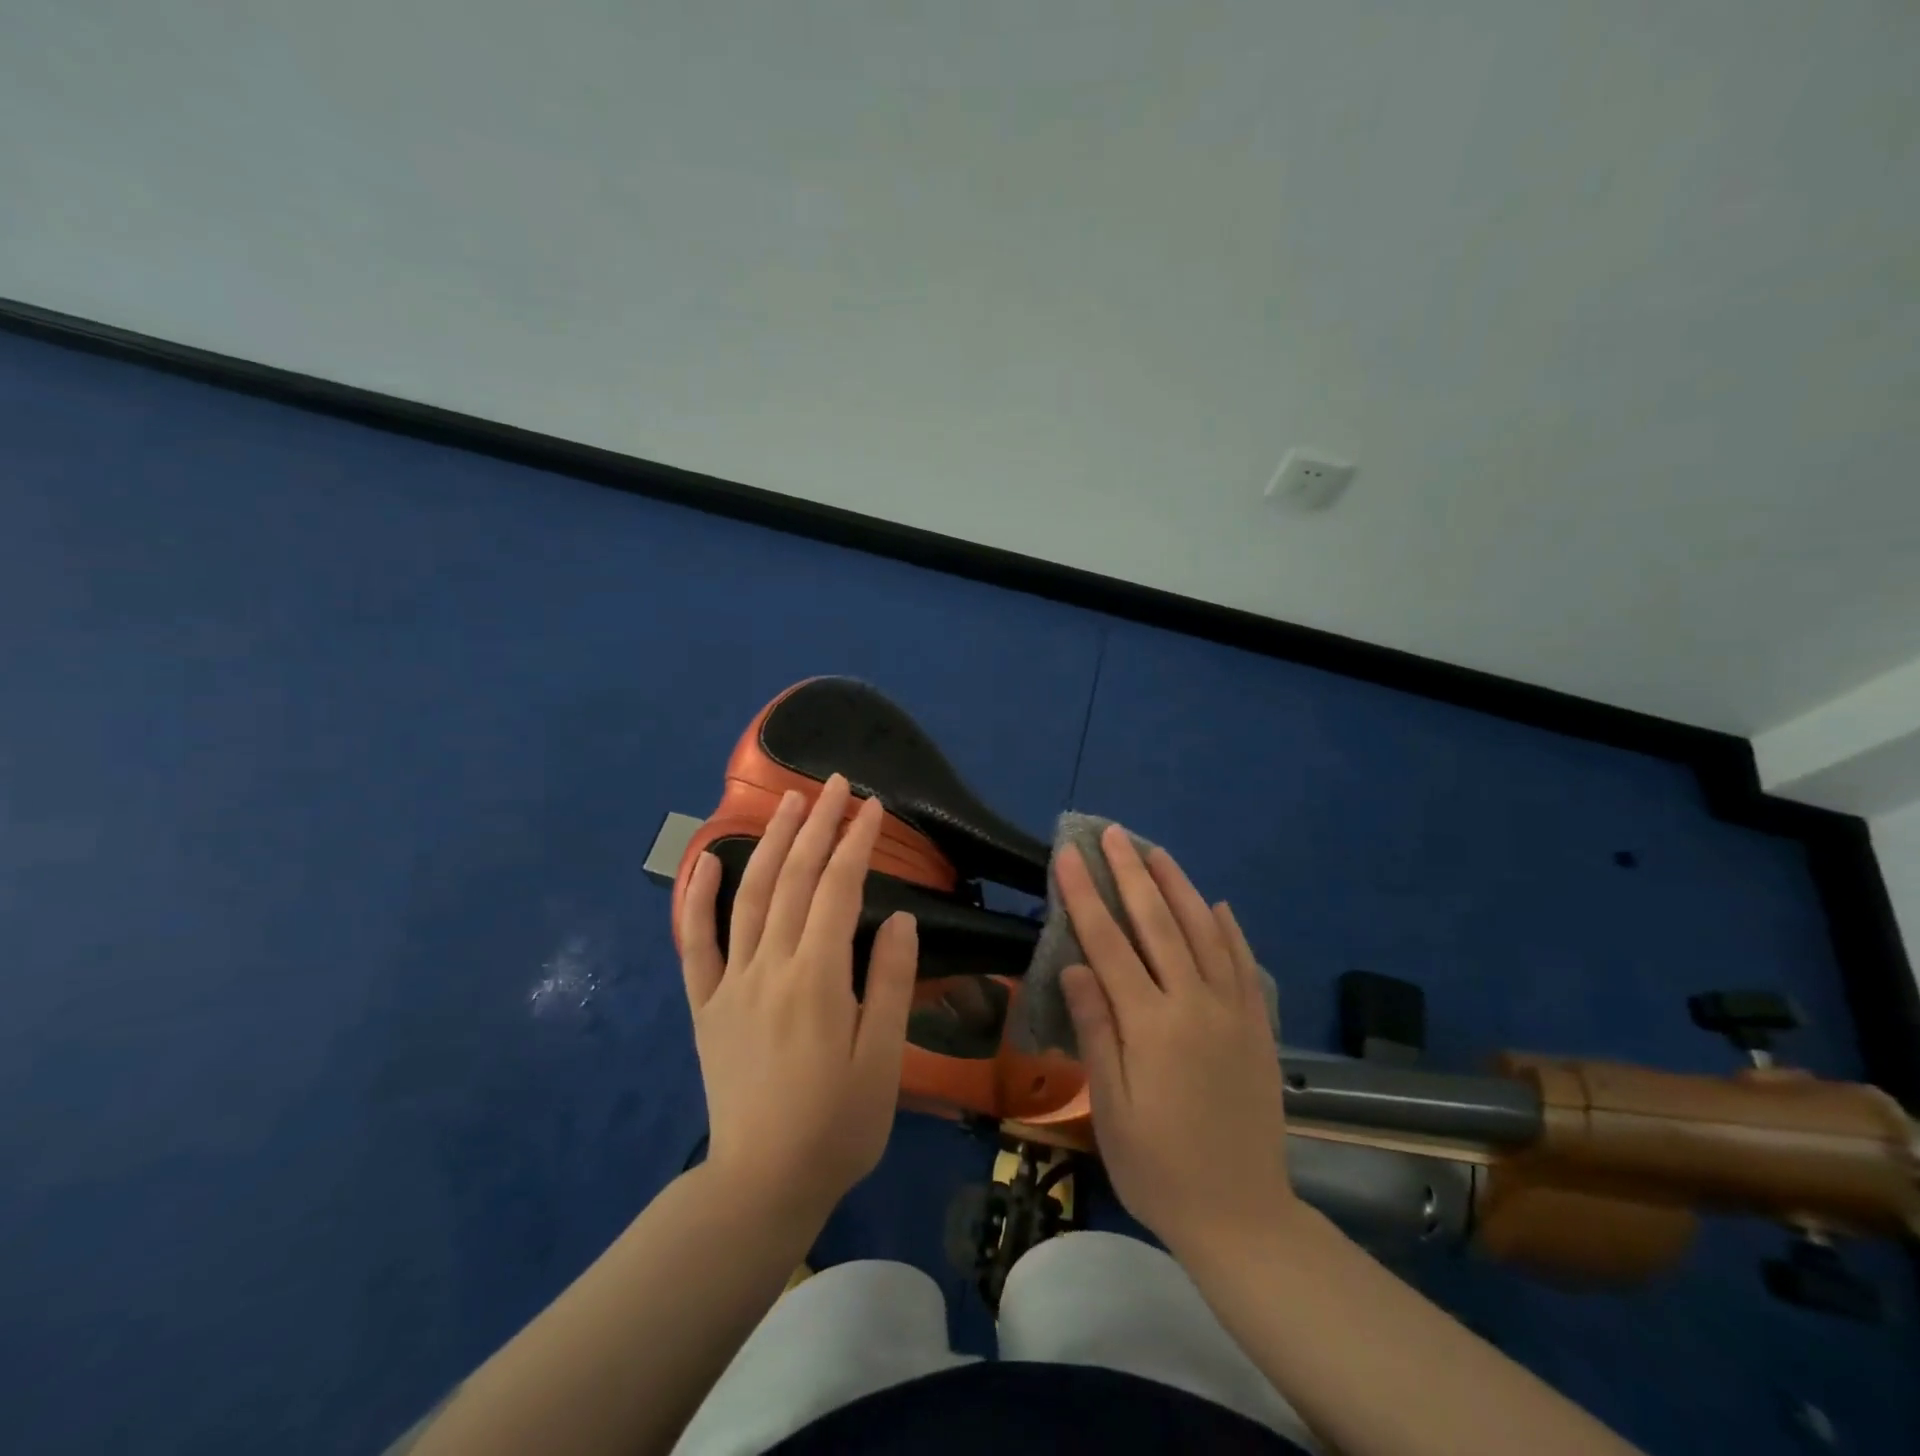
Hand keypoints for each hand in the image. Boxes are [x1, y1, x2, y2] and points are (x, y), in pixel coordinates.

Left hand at [678, 774, 917, 1223]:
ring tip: (788, 802)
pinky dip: (696, 897)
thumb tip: (898, 918)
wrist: (763, 1184)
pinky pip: (694, 943)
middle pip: (794, 879)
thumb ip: (888, 983)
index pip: (838, 889)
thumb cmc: (838, 1125)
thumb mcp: (883, 1060)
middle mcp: (769, 967)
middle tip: (835, 784)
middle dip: (817, 825)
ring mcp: (731, 983)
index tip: (872, 806)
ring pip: (749, 896)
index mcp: (816, 978)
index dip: (856, 842)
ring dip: (770, 843)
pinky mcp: (706, 1005)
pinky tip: (706, 859)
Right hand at [1058, 826, 1294, 1255]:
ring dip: (1179, 887)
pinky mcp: (1257, 1026)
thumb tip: (1075, 965)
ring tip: (1157, 852)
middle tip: (1113, 833)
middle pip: (1158, 923)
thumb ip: (1096, 1030)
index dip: (1086, 894)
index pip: (1109, 942)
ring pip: (1204, 931)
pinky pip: (1243, 963)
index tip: (1070, 855)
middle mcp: (1194, 1004)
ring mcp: (1233, 1011)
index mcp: (1151, 1024)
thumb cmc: (1158, 1167)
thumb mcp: (1111, 1108)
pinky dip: (1228, 928)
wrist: (1242, 1216)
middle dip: (1131, 873)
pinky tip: (1217, 905)